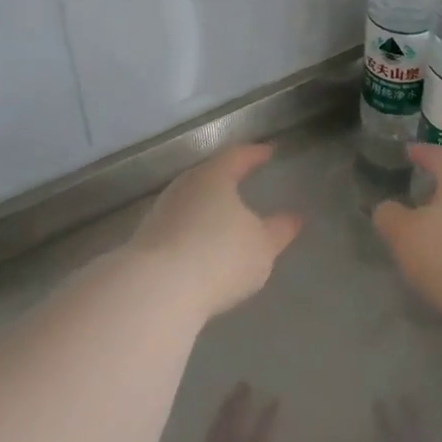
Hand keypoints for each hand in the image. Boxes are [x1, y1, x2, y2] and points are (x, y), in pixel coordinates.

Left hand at [128, 144, 302, 319]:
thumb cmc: (219, 256)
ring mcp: (162, 211)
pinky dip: (193, 230)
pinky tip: (201, 246)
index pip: (237, 156)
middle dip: (226, 179)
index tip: (268, 152)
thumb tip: (294, 217)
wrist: (156, 289)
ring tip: (224, 217)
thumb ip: (279, 230)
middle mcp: (184, 186)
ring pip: (191, 201)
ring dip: (207, 207)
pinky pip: (178, 226)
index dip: (254, 154)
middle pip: (209, 176)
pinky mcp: (147, 239)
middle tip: (243, 180)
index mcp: (214, 176)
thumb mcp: (262, 246)